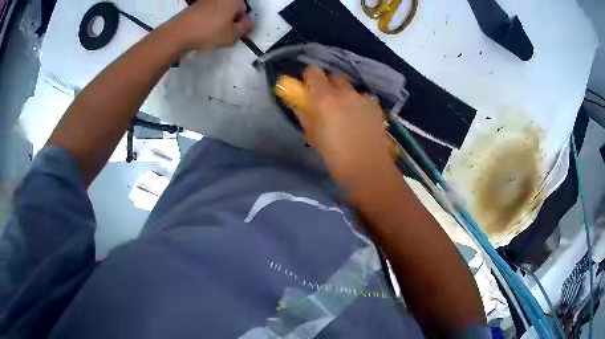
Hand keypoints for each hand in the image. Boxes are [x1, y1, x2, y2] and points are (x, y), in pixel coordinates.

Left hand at [169, 0, 253, 51]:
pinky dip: (207, 20)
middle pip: (231, 8)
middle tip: (224, 34)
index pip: (245, 10)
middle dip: (230, 20)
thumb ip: (246, 28)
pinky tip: (202, 31)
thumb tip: (249, 23)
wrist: (178, 33)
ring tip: (212, 34)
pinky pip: (207, 13)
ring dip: (219, 20)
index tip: (235, 33)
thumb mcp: (233, 35)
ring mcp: (206, 0)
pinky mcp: (194, 6)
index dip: (241, 22)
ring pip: (219, 11)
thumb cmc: (209, 32)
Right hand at [282, 67, 393, 189]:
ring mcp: (362, 98)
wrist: (367, 168)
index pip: (313, 71)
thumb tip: (300, 103)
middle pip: (333, 76)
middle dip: (327, 85)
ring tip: (345, 114)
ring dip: (344, 95)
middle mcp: (344, 92)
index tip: (308, 88)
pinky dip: (358, 105)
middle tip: (326, 102)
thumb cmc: (334, 156)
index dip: (309, 77)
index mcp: (324, 98)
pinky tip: (360, 122)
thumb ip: (305, 114)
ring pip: (349, 88)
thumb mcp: (312, 135)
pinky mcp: (375, 106)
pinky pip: (362, 99)